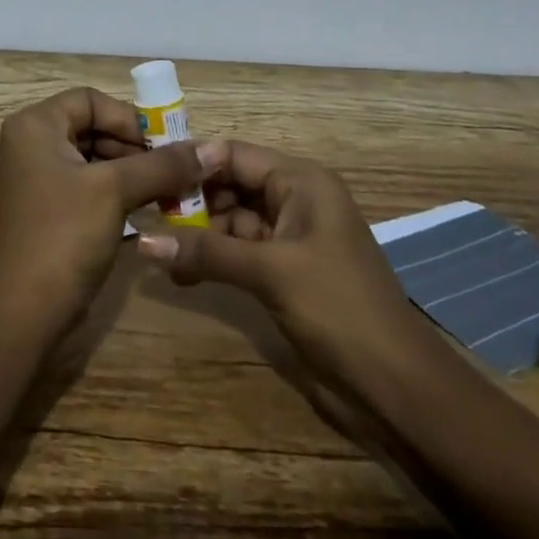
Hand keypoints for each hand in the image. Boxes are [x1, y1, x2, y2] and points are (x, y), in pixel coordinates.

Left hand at [0, 88, 222, 336]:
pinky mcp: (50, 211)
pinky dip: (120, 194)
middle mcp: (32, 145)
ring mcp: (39, 180)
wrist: (24, 313)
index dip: (129, 118)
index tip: (164, 146)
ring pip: (96, 160)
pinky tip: (151, 210)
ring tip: (171, 193)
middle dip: (136, 148)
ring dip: (134, 173)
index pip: (90, 100)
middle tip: (175, 171)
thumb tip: (213, 149)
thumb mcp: (115, 191)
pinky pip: (90, 187)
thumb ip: (163, 165)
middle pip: (94, 128)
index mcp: (35, 127)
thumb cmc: (63, 236)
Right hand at [136, 141, 420, 377]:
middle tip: (147, 217)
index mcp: (301, 181)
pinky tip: (181, 273)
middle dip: (192, 201)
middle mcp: (296, 199)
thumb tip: (142, 241)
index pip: (235, 154)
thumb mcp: (269, 272)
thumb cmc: (338, 308)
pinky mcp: (285, 269)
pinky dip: (213, 257)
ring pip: (232, 219)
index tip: (147, 176)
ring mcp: (291, 236)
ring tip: (159, 251)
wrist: (396, 385)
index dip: (192, 163)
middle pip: (231, 184)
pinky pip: (240, 250)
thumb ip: (205, 252)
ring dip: (198, 233)